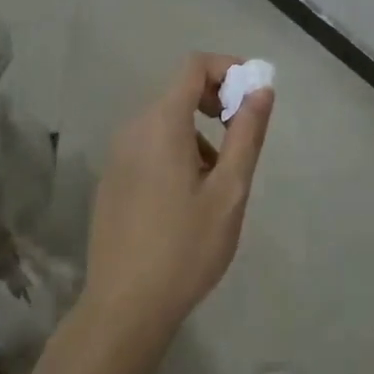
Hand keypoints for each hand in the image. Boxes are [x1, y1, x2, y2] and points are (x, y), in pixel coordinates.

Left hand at [84, 53, 274, 344]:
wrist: (124, 308)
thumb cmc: (185, 248)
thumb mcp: (229, 191)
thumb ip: (246, 134)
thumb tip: (261, 89)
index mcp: (162, 123)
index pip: (195, 66)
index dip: (229, 69)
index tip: (254, 96)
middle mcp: (134, 128)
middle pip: (180, 90)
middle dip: (217, 103)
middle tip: (242, 139)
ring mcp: (118, 154)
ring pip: (166, 120)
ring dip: (198, 132)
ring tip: (218, 181)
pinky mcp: (112, 177)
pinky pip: (150, 144)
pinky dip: (177, 149)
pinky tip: (188, 198)